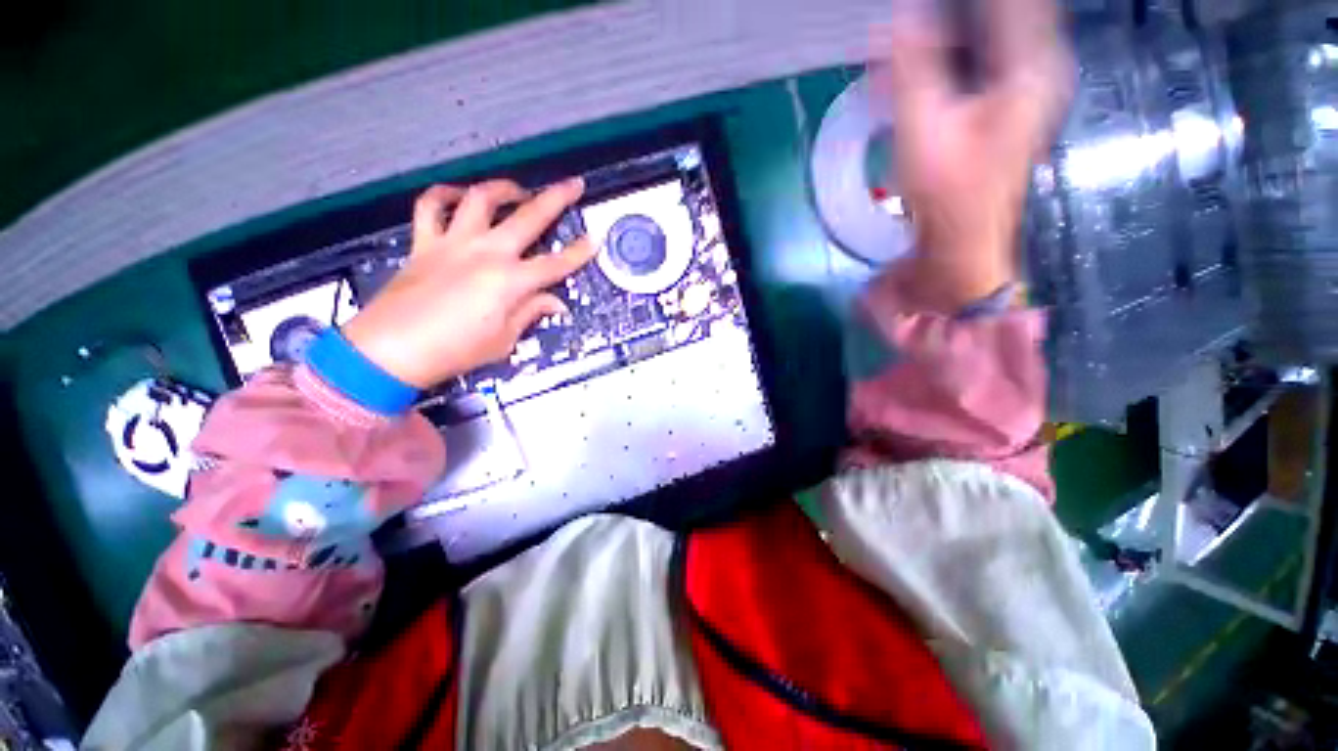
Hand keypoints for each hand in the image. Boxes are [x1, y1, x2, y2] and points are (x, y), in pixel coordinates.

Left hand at [342, 178, 595, 389]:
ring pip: (481, 199)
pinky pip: (431, 207)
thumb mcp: (503, 340)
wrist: (391, 350)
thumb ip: (530, 313)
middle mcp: (486, 253)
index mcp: (510, 282)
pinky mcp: (425, 243)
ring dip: (504, 188)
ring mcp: (453, 242)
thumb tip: (554, 303)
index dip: (579, 253)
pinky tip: (459, 195)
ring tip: (518, 190)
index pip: (556, 264)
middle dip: (557, 198)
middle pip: (529, 217)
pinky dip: (444, 195)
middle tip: (573, 184)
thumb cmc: (454, 351)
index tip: (594, 240)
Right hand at [874, 0, 1072, 312]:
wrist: (962, 241)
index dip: (962, 1)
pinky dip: (957, 49)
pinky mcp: (1010, 103)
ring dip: (957, 25)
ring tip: (916, 28)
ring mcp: (1028, 85)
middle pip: (1005, 13)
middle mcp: (1040, 65)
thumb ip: (915, 65)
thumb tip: (904, 12)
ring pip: (995, 31)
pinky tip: (926, 56)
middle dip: (958, 10)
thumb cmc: (947, 191)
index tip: (923, 4)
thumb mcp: (924, 125)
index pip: (1010, 2)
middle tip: (916, 16)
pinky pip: (986, 56)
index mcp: (1032, 64)